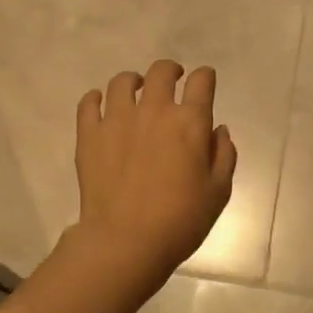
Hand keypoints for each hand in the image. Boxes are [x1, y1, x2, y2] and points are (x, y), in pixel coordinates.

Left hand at [72, 60, 237, 290]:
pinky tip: (101, 105)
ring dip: (133, 82)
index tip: (204, 83)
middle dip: (171, 71)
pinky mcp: (89, 134)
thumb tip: (218, 130)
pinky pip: (89, 102)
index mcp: (190, 122)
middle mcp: (154, 111)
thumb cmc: (181, 220)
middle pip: (161, 72)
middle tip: (172, 82)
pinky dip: (96, 99)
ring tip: (135, 91)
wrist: (126, 240)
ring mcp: (117, 119)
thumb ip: (224, 155)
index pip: (201, 81)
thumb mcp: (218, 192)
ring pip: (123, 82)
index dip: (205, 78)